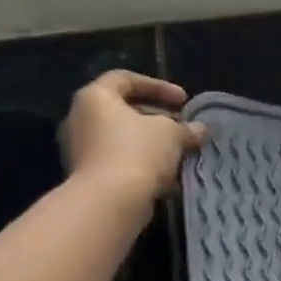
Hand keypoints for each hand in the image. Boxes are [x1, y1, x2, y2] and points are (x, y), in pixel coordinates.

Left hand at [61, 70, 204, 212]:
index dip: (158, 86)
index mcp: (95, 97)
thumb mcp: (171, 134)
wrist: (109, 201)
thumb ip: (186, 128)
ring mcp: (79, 149)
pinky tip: (165, 175)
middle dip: (157, 118)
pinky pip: (117, 161)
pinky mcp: (85, 175)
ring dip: (150, 143)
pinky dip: (141, 163)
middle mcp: (80, 118)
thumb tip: (200, 129)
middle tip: (183, 128)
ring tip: (178, 153)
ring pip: (121, 138)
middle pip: (123, 110)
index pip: (125, 79)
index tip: (184, 101)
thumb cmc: (138, 152)